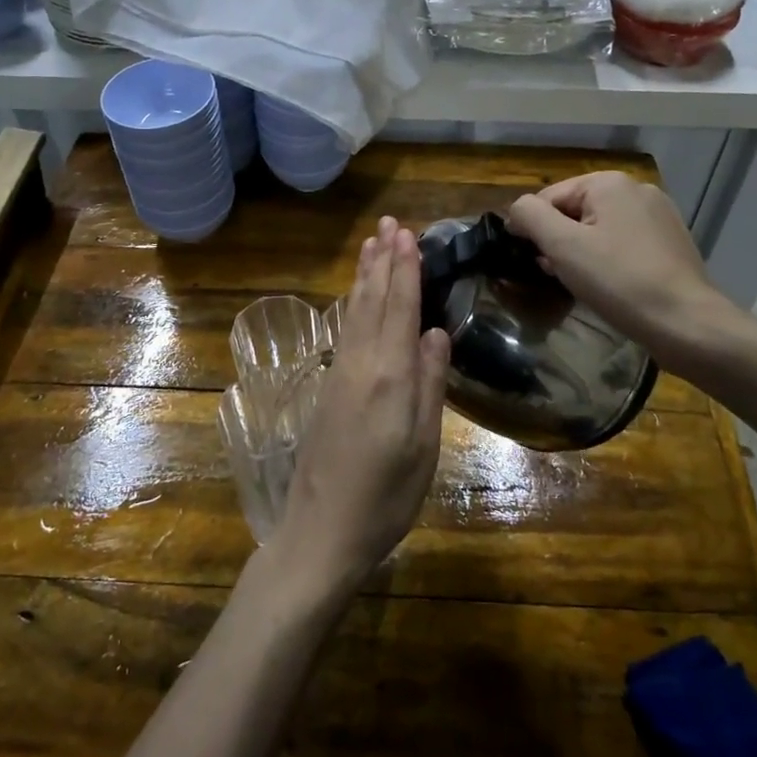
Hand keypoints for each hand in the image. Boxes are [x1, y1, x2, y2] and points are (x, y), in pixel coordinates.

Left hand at [271, 217, 450, 596]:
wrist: (321, 533)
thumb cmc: (385, 497)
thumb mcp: (423, 447)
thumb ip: (429, 385)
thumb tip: (435, 332)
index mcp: (388, 375)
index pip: (399, 308)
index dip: (405, 270)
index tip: (408, 235)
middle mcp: (359, 364)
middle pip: (372, 301)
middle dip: (382, 261)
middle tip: (389, 224)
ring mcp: (339, 375)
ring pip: (354, 312)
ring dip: (364, 276)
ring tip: (372, 245)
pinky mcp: (328, 390)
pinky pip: (344, 331)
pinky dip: (353, 304)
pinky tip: (355, 298)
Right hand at [506, 172, 739, 360]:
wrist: (685, 322)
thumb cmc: (618, 281)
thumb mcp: (562, 246)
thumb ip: (530, 216)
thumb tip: (517, 210)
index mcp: (609, 182)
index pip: (548, 197)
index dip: (532, 228)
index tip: (531, 261)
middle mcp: (636, 189)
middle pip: (575, 211)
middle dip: (559, 241)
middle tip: (557, 275)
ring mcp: (659, 215)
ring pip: (600, 228)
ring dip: (582, 252)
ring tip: (582, 284)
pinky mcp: (671, 241)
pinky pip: (624, 243)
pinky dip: (609, 260)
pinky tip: (610, 286)